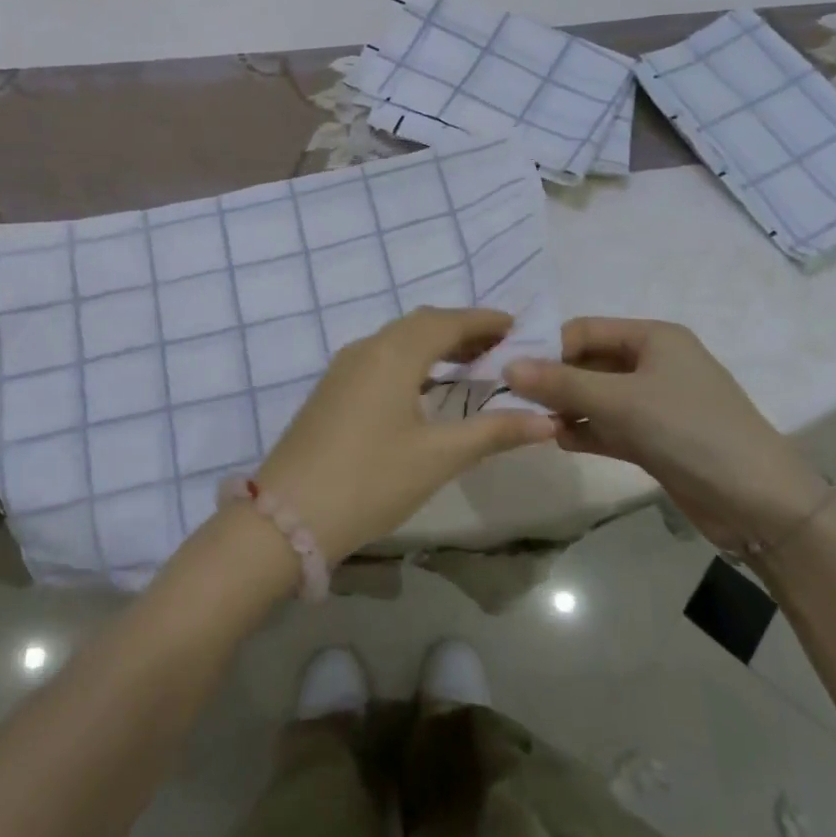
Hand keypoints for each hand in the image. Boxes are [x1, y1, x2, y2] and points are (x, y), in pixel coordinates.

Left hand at [250, 308, 556, 563]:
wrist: (287, 515)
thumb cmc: (370, 480)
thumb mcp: (438, 457)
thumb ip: (494, 432)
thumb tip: (547, 421)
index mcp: (393, 353)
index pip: (447, 321)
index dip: (484, 321)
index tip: (519, 327)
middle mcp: (366, 348)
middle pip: (421, 325)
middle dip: (462, 330)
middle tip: (502, 348)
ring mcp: (343, 368)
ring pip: (397, 340)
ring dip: (435, 345)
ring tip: (472, 366)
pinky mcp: (331, 390)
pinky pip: (380, 358)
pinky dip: (412, 361)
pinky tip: (426, 389)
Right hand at [503, 317, 826, 554]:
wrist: (761, 504)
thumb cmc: (691, 432)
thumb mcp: (622, 401)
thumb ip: (561, 383)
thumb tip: (507, 366)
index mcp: (653, 338)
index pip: (584, 330)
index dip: (546, 347)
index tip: (508, 370)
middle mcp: (653, 363)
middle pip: (588, 362)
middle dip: (553, 380)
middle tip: (514, 400)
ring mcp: (655, 403)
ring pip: (595, 396)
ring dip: (566, 407)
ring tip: (534, 423)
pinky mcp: (655, 438)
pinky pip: (608, 425)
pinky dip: (585, 430)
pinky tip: (560, 441)